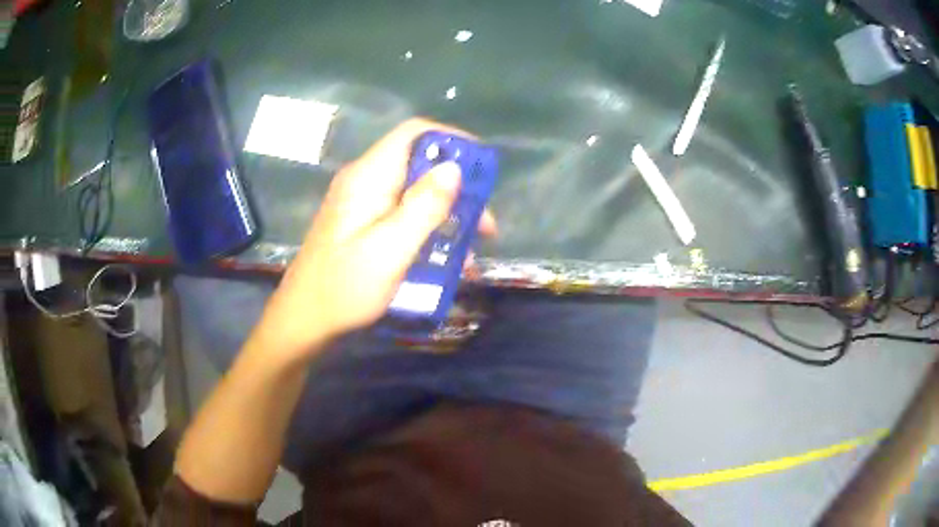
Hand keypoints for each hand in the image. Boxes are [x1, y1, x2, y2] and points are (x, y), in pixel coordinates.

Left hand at [254, 119, 496, 356]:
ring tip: (469, 251)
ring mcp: (361, 203)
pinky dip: (426, 230)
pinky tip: (443, 259)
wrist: (304, 321)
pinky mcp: (362, 224)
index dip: (452, 141)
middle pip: (419, 165)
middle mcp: (364, 181)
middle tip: (485, 226)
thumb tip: (454, 167)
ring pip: (414, 192)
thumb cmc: (345, 288)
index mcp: (369, 177)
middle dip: (457, 190)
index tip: (483, 168)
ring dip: (445, 216)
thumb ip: (424, 206)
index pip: (415, 134)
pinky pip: (401, 214)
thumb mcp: (391, 249)